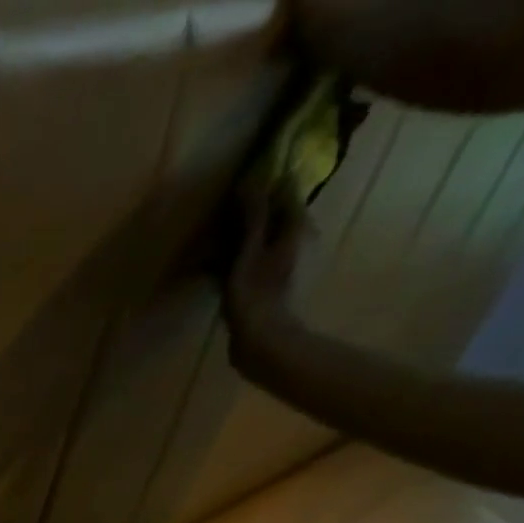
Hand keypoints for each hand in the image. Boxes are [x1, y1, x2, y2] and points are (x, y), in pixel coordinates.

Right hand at [224, 193, 309, 332]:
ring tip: (220, 249)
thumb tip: (253, 180)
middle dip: (253, 216)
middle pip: (278, 215)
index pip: (285, 190)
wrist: (265, 341)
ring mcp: (293, 261)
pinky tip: (228, 271)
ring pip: (270, 238)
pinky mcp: (281, 282)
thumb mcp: (249, 253)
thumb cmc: (255, 296)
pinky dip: (248, 259)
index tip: (237, 195)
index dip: (263, 188)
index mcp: (298, 225)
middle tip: (223, 224)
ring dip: (248, 239)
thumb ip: (254, 217)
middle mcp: (302, 237)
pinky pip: (264, 259)